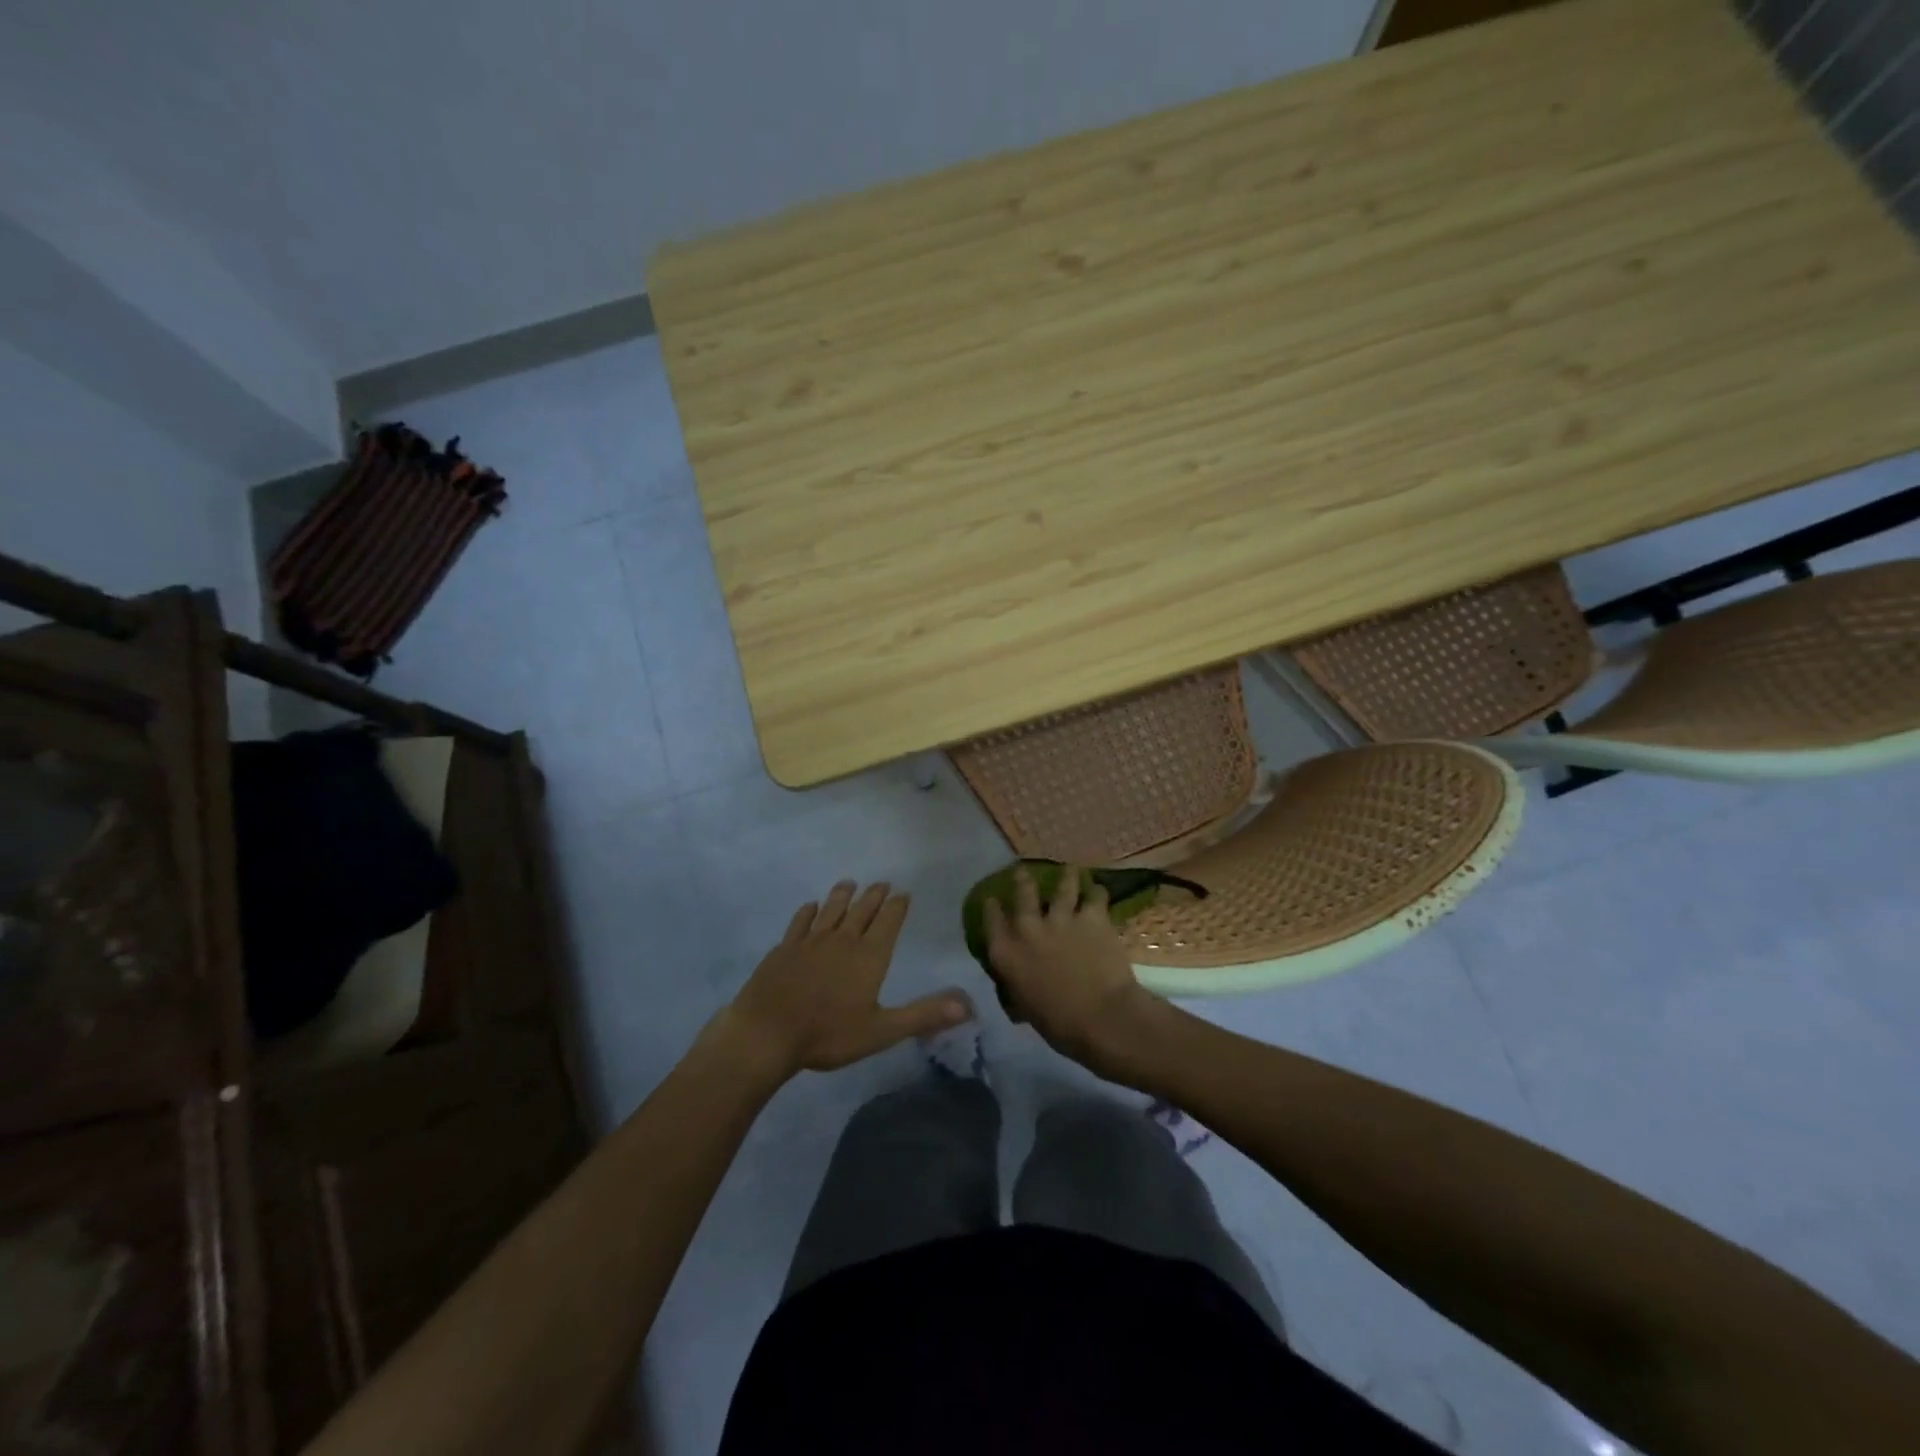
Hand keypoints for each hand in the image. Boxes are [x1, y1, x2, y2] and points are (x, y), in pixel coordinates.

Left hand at [717, 880, 972, 1078]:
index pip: (888, 922)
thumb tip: (967, 1005)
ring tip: (849, 883)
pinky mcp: (784, 948)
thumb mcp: (882, 1030)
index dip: (897, 906)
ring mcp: (810, 941)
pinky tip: (810, 907)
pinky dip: (809, 912)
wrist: (767, 1033)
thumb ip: (923, 1015)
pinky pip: (800, 922)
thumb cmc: (828, 1034)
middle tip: (882, 883)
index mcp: (869, 956)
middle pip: (862, 910)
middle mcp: (842, 940)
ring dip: (843, 895)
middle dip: (874, 896)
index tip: (903, 893)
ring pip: (831, 910)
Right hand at [983, 865, 1163, 1073]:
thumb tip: (1019, 980)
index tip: (993, 898)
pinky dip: (1096, 892)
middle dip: (1022, 879)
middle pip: (1023, 891)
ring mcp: (1061, 917)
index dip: (991, 906)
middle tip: (1023, 871)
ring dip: (1066, 876)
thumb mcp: (1024, 1006)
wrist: (1101, 1017)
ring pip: (1062, 885)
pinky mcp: (1092, 916)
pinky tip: (1098, 890)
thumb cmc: (1058, 1024)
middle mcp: (1028, 928)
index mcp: (1006, 953)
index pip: (991, 920)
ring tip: (1069, 869)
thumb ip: (1017, 983)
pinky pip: (1095, 895)